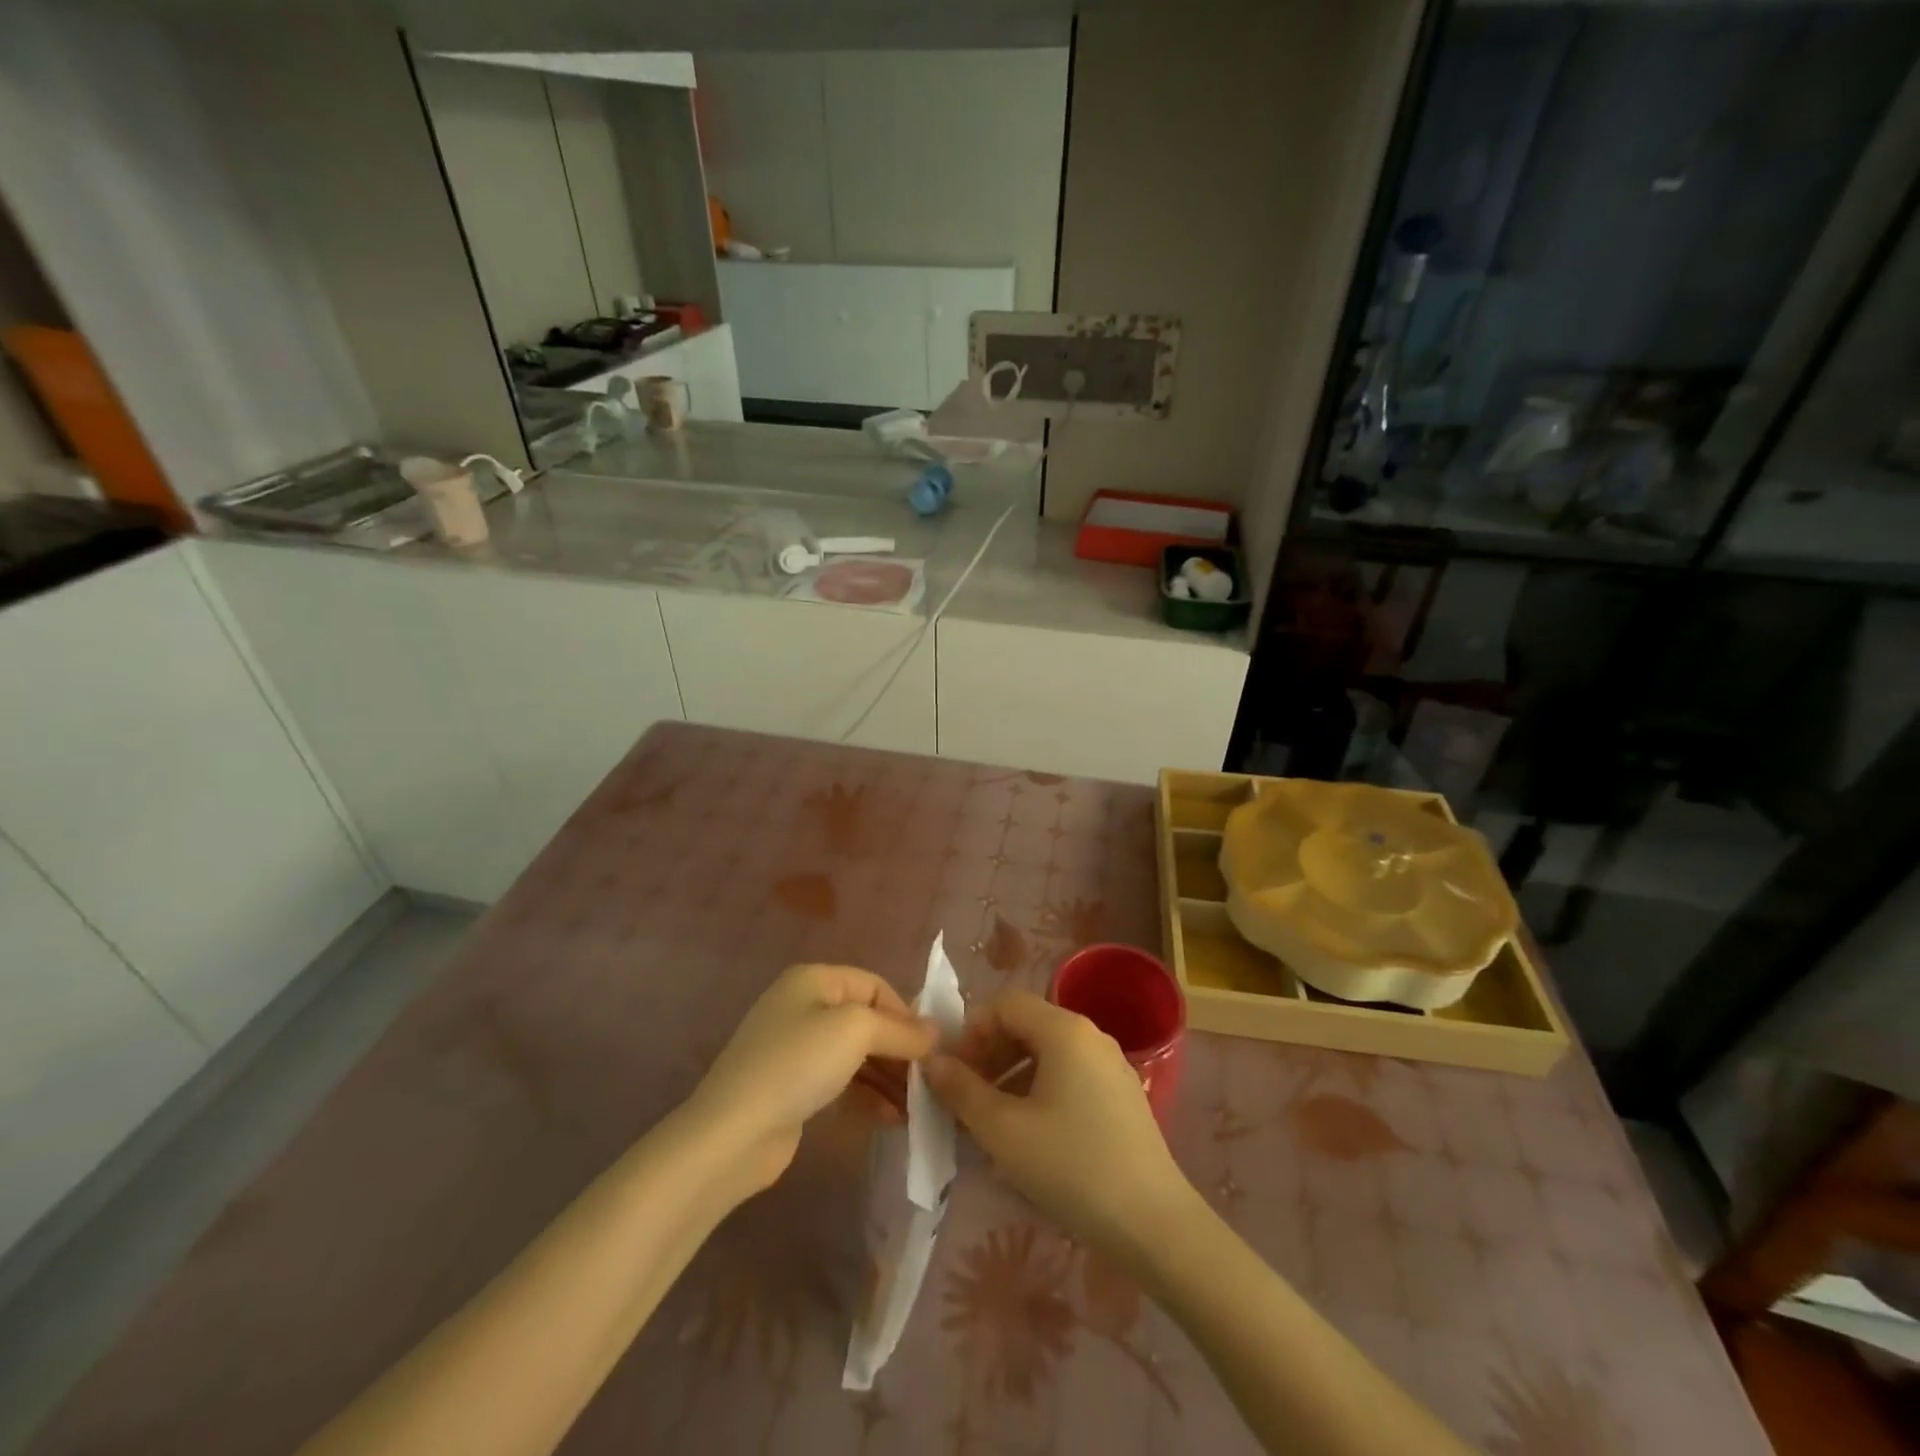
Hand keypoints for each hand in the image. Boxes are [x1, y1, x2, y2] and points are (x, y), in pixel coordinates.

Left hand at [687, 964, 937, 1194]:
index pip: (875, 986)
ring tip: (916, 1107)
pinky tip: (891, 1119)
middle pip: (867, 1020)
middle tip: (928, 1081)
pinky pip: (841, 1081)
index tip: (932, 1050)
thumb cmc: (798, 1064)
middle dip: (899, 1049)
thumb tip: (936, 1032)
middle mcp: (803, 1005)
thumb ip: (900, 1030)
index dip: (906, 1014)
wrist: (733, 1133)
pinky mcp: (792, 1086)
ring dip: (888, 1077)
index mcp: (814, 979)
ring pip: (856, 1054)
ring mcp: (795, 1048)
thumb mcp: (856, 1032)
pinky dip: (867, 1095)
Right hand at [924, 991, 1196, 1264]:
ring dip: (1011, 1075)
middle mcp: (1090, 1035)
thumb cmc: (1071, 1167)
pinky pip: (1069, 1075)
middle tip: (965, 1097)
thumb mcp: (1003, 1130)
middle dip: (989, 1054)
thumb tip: (932, 1062)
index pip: (1005, 1004)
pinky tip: (1029, 1134)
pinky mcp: (1122, 1095)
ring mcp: (1111, 1065)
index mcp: (1064, 1029)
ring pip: (1048, 1053)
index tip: (953, 1072)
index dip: (971, 1031)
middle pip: (1027, 1025)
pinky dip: (1039, 1090)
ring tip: (990, 1120)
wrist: (1153, 1224)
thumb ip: (962, 1090)